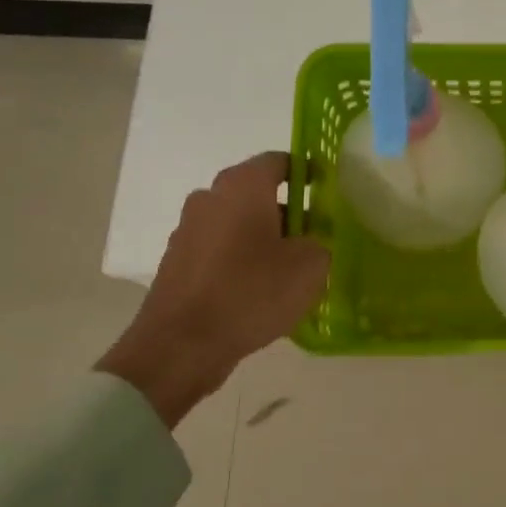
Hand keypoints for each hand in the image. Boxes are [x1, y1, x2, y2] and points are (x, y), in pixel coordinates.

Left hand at [97, 152, 329, 428]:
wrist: (182, 345)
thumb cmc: (252, 292)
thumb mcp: (310, 267)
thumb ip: (320, 243)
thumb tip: (311, 241)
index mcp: (243, 187)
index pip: (280, 162)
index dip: (307, 172)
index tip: (326, 192)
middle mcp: (211, 198)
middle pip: (257, 193)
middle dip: (288, 210)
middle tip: (316, 236)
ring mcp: (189, 230)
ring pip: (238, 223)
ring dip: (264, 237)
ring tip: (291, 268)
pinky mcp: (179, 262)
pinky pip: (221, 250)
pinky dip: (242, 260)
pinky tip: (261, 290)